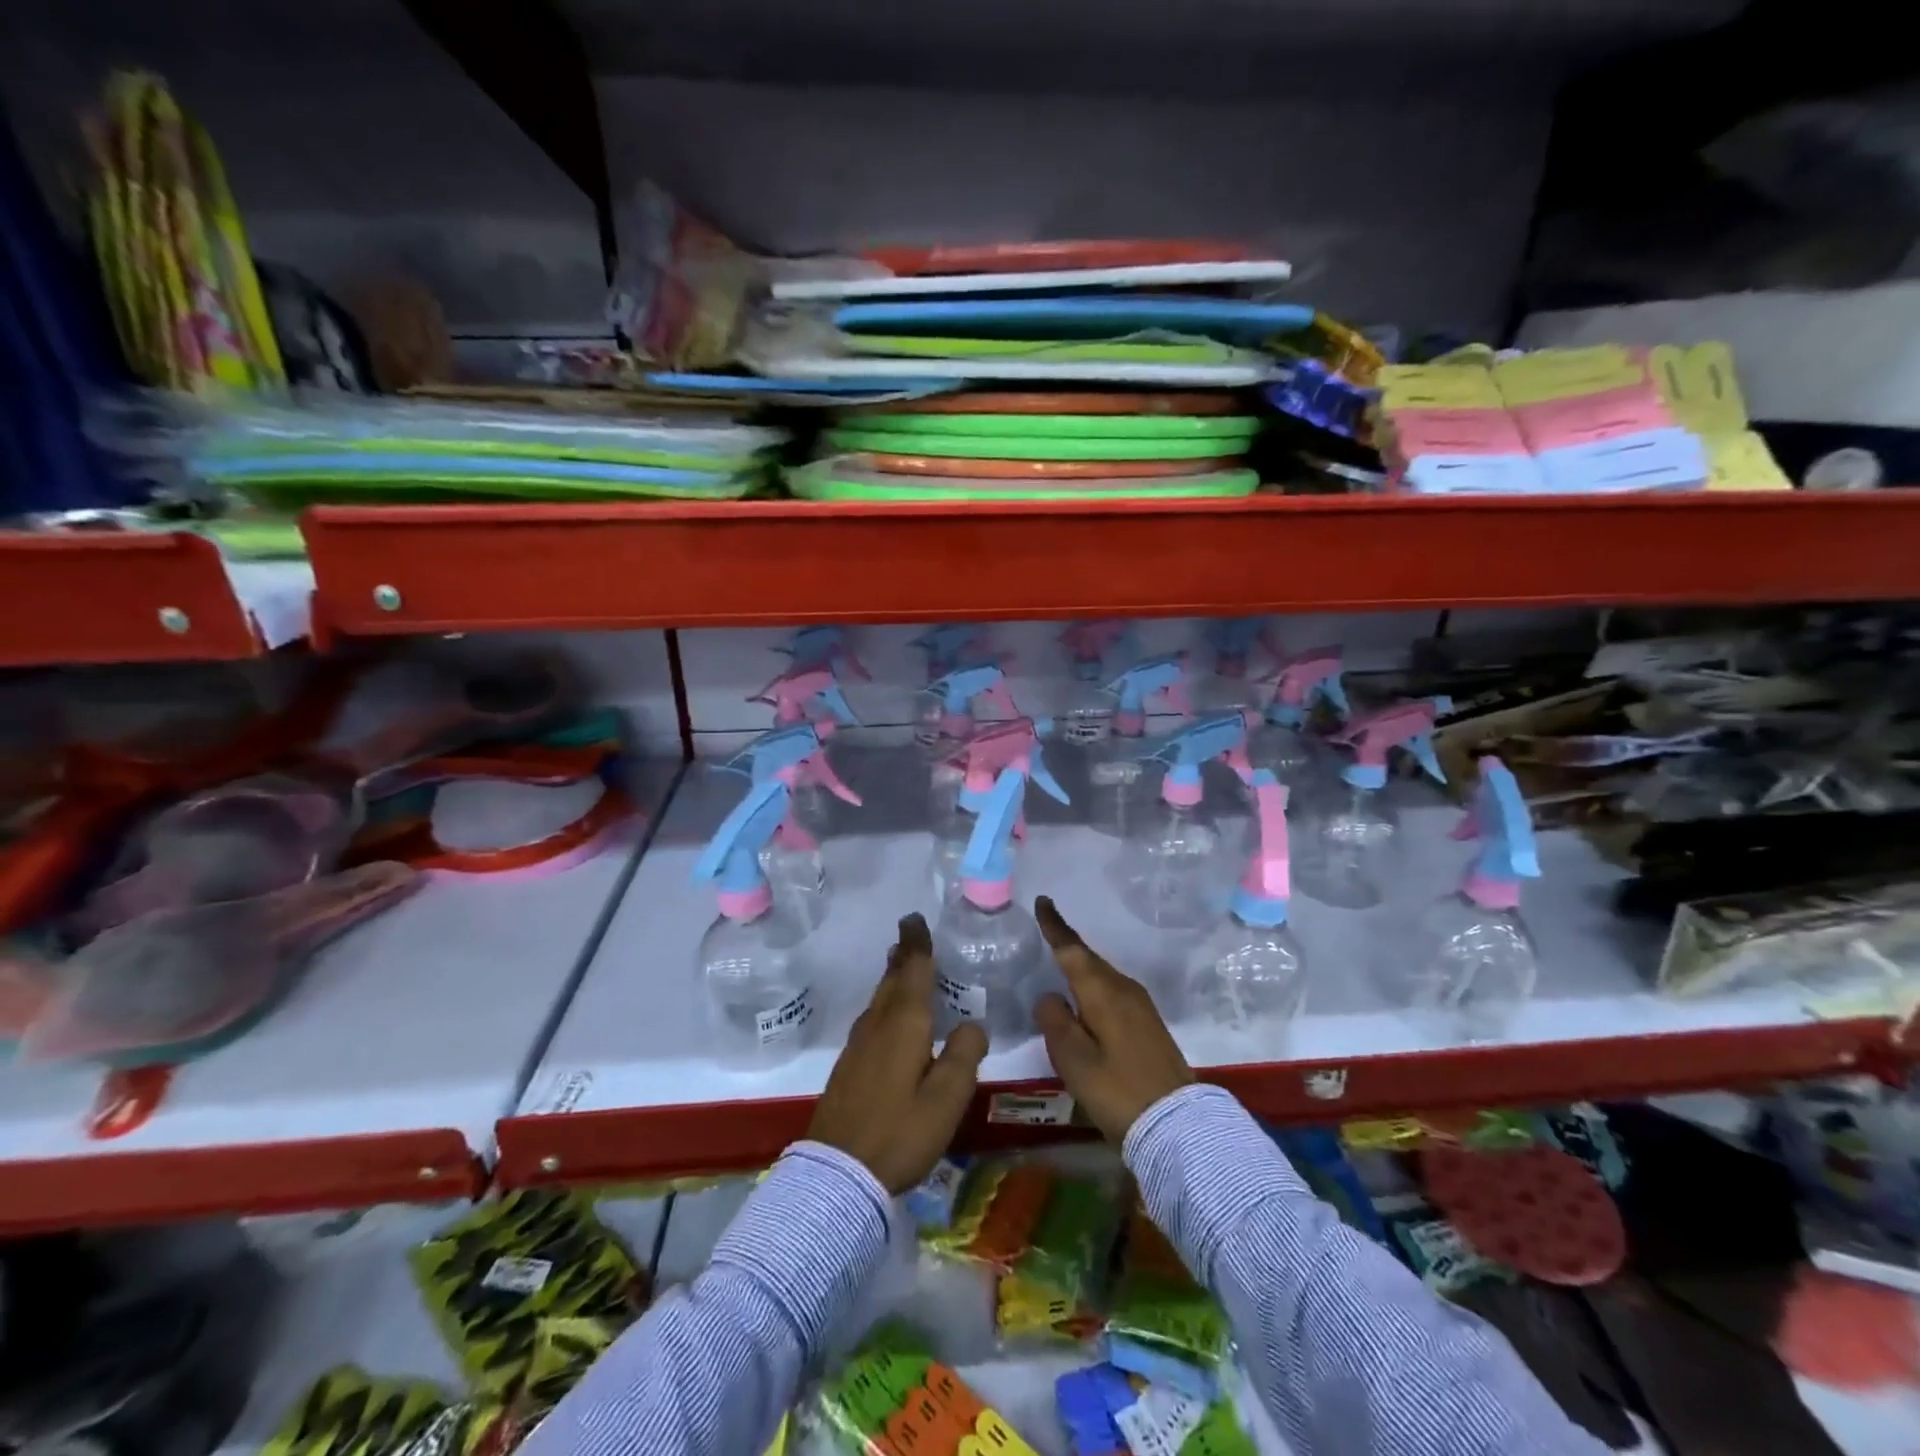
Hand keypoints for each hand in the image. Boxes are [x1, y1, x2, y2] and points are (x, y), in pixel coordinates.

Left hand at [807, 913, 988, 1192]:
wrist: (837, 1173)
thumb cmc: (899, 1133)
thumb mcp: (946, 1099)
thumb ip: (964, 1055)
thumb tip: (971, 1024)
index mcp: (904, 1025)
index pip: (913, 972)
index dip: (917, 945)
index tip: (915, 919)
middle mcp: (878, 1025)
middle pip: (892, 981)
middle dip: (902, 956)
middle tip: (909, 934)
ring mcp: (858, 1045)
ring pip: (879, 999)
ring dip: (892, 977)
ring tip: (900, 965)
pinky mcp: (848, 1066)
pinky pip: (872, 1018)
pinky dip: (884, 1003)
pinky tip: (888, 1016)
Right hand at [1032, 895, 1192, 1143]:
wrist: (1177, 1124)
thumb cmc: (1118, 1091)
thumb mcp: (1075, 1060)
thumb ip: (1056, 1022)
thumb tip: (1049, 996)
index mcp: (1104, 993)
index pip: (1073, 951)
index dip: (1056, 927)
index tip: (1044, 902)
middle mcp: (1124, 991)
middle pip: (1090, 960)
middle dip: (1068, 944)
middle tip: (1047, 928)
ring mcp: (1141, 1007)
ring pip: (1103, 976)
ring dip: (1082, 966)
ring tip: (1061, 961)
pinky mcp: (1148, 1025)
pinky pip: (1113, 991)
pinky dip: (1095, 986)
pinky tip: (1087, 998)